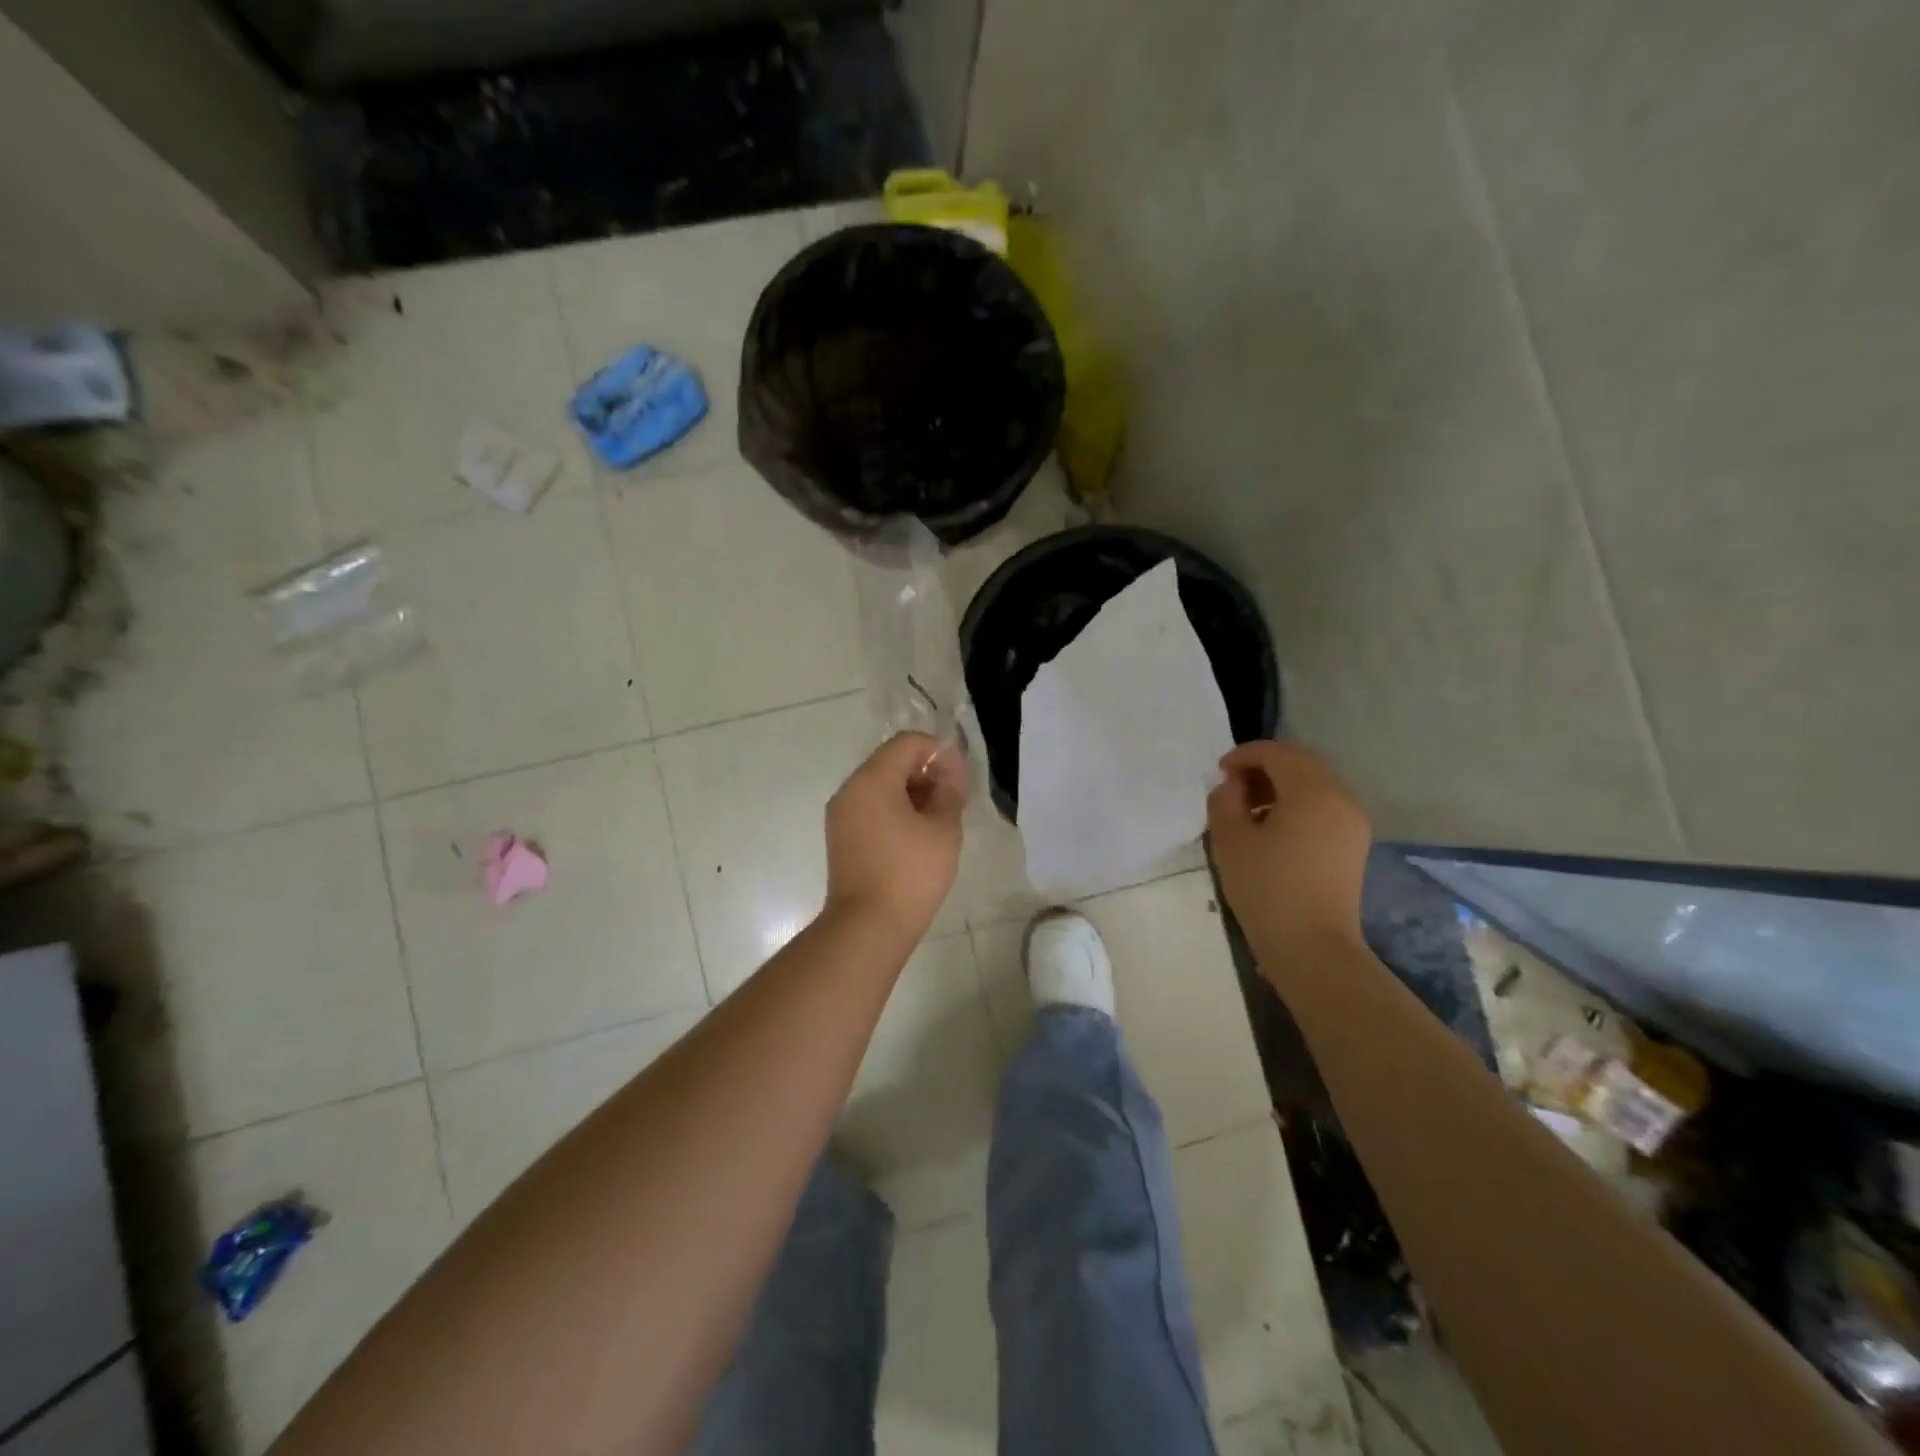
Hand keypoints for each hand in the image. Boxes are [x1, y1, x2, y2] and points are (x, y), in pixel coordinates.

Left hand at [824, 732, 968, 939]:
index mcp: (872, 780)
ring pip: (880, 786)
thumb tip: (948, 775)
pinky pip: (871, 809)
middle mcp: (850, 790)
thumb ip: (949, 792)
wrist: (868, 927)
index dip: (938, 752)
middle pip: (891, 762)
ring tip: (940, 818)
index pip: (907, 743)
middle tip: (954, 798)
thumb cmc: (910, 874)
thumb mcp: (943, 829)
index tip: (960, 778)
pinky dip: (895, 810)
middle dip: (926, 772)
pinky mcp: (841, 838)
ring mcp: (841, 815)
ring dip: (912, 792)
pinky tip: (918, 834)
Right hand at [1207, 740, 1371, 952]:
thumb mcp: (1230, 839)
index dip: (1243, 755)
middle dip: (1263, 768)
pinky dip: (1296, 805)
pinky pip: (1323, 807)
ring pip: (1313, 785)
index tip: (1218, 773)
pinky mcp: (1354, 844)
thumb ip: (1224, 799)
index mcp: (1312, 790)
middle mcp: (1340, 796)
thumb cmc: (1266, 888)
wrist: (1312, 946)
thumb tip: (1231, 784)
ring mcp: (1352, 821)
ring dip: (1279, 787)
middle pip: (1299, 763)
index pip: (1276, 752)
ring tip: (1248, 811)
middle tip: (1231, 788)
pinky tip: (1272, 830)